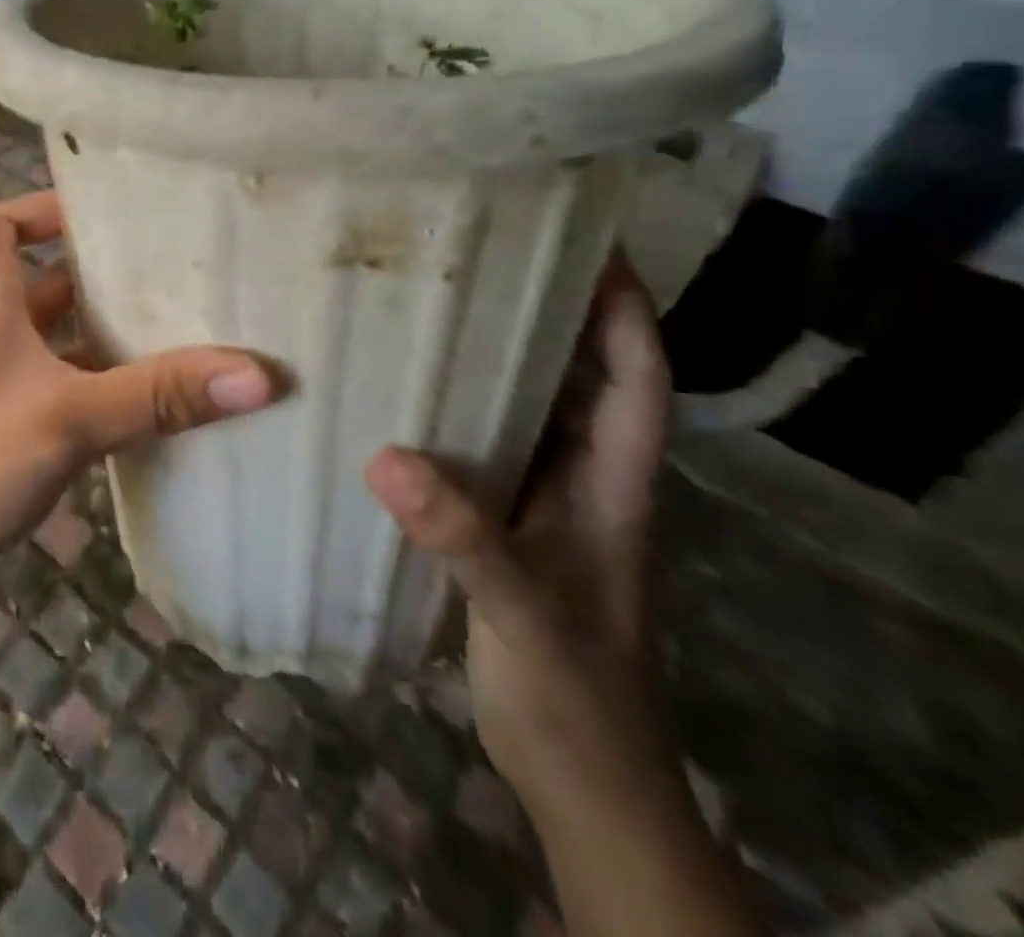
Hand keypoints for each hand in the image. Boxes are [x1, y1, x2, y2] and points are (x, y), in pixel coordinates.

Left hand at [0, 32, 278, 611]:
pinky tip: (145, 351)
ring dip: (89, 273)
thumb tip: (261, 371)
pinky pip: (52, 337)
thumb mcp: (66, 423)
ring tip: (162, 266)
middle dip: (68, 204)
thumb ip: (159, 395)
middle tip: (140, 191)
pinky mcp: (2, 384)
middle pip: (14, 224)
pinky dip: (92, 333)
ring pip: (40, 285)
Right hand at [365, 256, 672, 809]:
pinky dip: (458, 411)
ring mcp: (544, 503)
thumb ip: (462, 536)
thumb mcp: (521, 609)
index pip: (639, 380)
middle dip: (553, 313)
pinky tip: (406, 394)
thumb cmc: (573, 690)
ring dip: (500, 358)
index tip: (592, 246)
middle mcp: (583, 480)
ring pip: (530, 410)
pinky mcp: (504, 523)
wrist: (579, 777)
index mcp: (613, 485)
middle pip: (581, 378)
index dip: (627, 312)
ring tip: (439, 304)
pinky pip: (485, 446)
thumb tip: (384, 459)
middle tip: (488, 256)